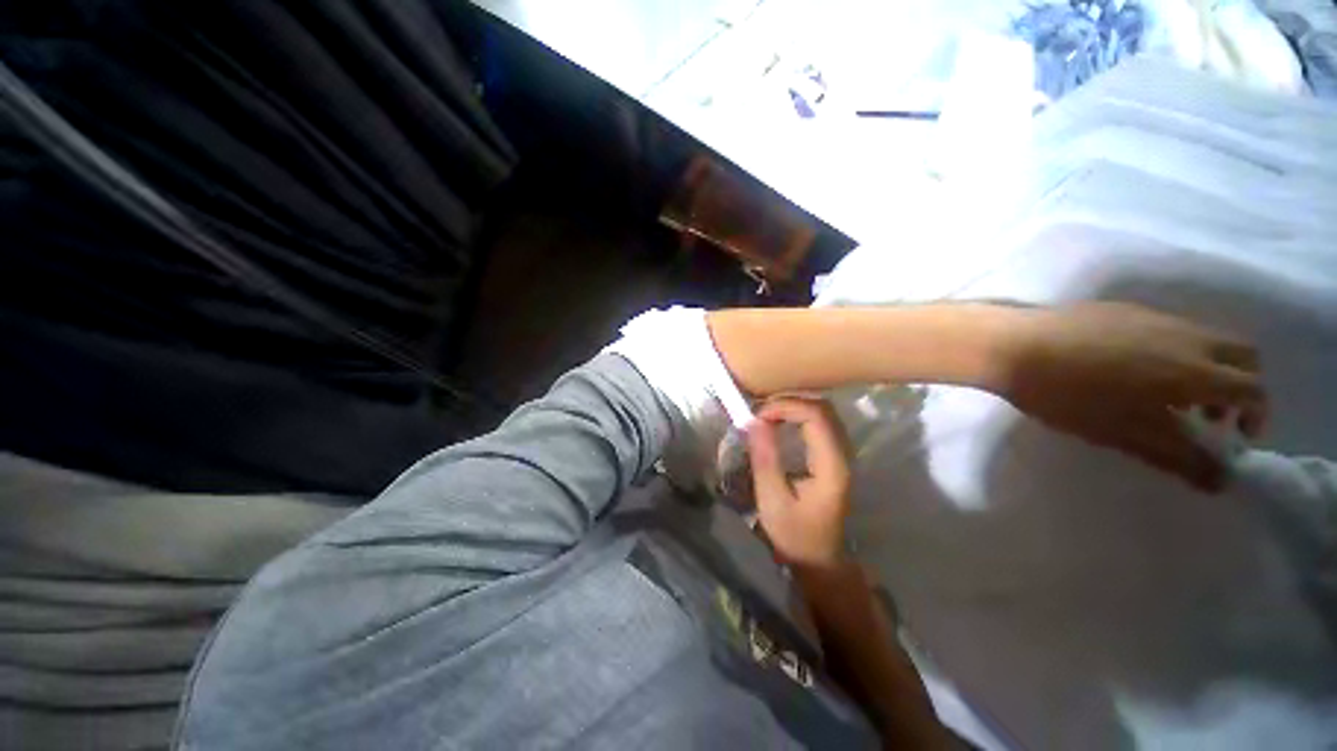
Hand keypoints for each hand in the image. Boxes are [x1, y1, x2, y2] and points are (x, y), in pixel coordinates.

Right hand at [747, 397, 852, 567]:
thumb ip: (765, 458)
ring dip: (793, 406)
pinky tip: (780, 422)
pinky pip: (821, 422)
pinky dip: (798, 414)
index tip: (758, 416)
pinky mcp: (835, 456)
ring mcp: (842, 454)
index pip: (816, 416)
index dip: (786, 406)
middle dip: (789, 402)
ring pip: (823, 412)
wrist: (818, 558)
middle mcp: (843, 454)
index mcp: (832, 466)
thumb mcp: (772, 499)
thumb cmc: (794, 534)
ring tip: (767, 415)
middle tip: (760, 412)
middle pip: (823, 408)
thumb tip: (753, 420)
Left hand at [1000, 302, 1266, 490]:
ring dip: (1209, 368)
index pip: (1254, 388)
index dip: (1257, 415)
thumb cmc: (1068, 395)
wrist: (1013, 346)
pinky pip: (1171, 328)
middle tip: (1209, 417)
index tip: (1235, 437)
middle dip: (1240, 387)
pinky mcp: (1123, 309)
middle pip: (1242, 355)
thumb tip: (1222, 480)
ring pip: (1207, 338)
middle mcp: (1185, 334)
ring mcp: (1153, 315)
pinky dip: (1178, 351)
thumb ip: (1180, 457)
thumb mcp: (1126, 435)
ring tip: (1171, 397)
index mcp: (1194, 368)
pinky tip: (1136, 371)